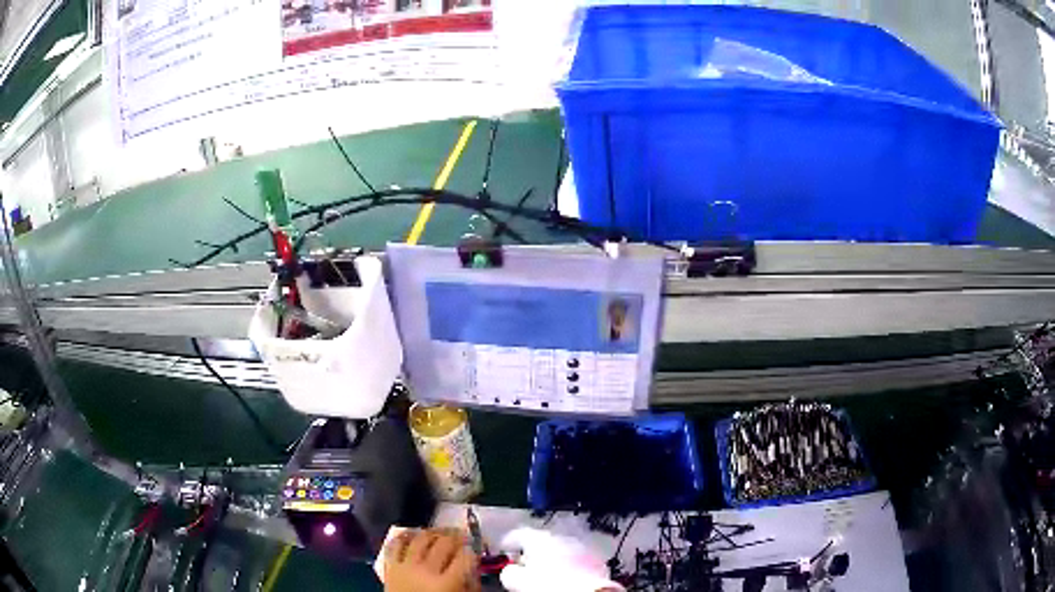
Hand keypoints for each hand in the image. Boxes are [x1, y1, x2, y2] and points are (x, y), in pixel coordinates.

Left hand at [384, 528, 479, 591]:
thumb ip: (471, 586)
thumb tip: (474, 569)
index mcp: (447, 584)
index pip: (466, 556)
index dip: (474, 548)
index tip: (477, 546)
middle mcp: (426, 570)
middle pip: (444, 543)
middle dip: (457, 537)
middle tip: (463, 537)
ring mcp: (405, 566)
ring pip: (421, 538)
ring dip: (434, 532)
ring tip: (442, 534)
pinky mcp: (389, 566)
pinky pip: (395, 544)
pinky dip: (404, 536)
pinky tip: (414, 534)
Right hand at [499, 528, 622, 591]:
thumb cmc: (550, 587)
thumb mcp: (517, 581)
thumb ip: (509, 571)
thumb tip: (510, 571)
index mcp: (540, 539)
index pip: (519, 533)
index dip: (509, 541)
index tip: (506, 548)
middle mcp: (563, 538)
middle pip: (543, 540)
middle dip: (534, 551)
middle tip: (525, 564)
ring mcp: (582, 548)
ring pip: (563, 548)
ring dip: (554, 557)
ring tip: (547, 573)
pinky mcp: (597, 560)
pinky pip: (578, 558)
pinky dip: (570, 565)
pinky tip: (566, 577)